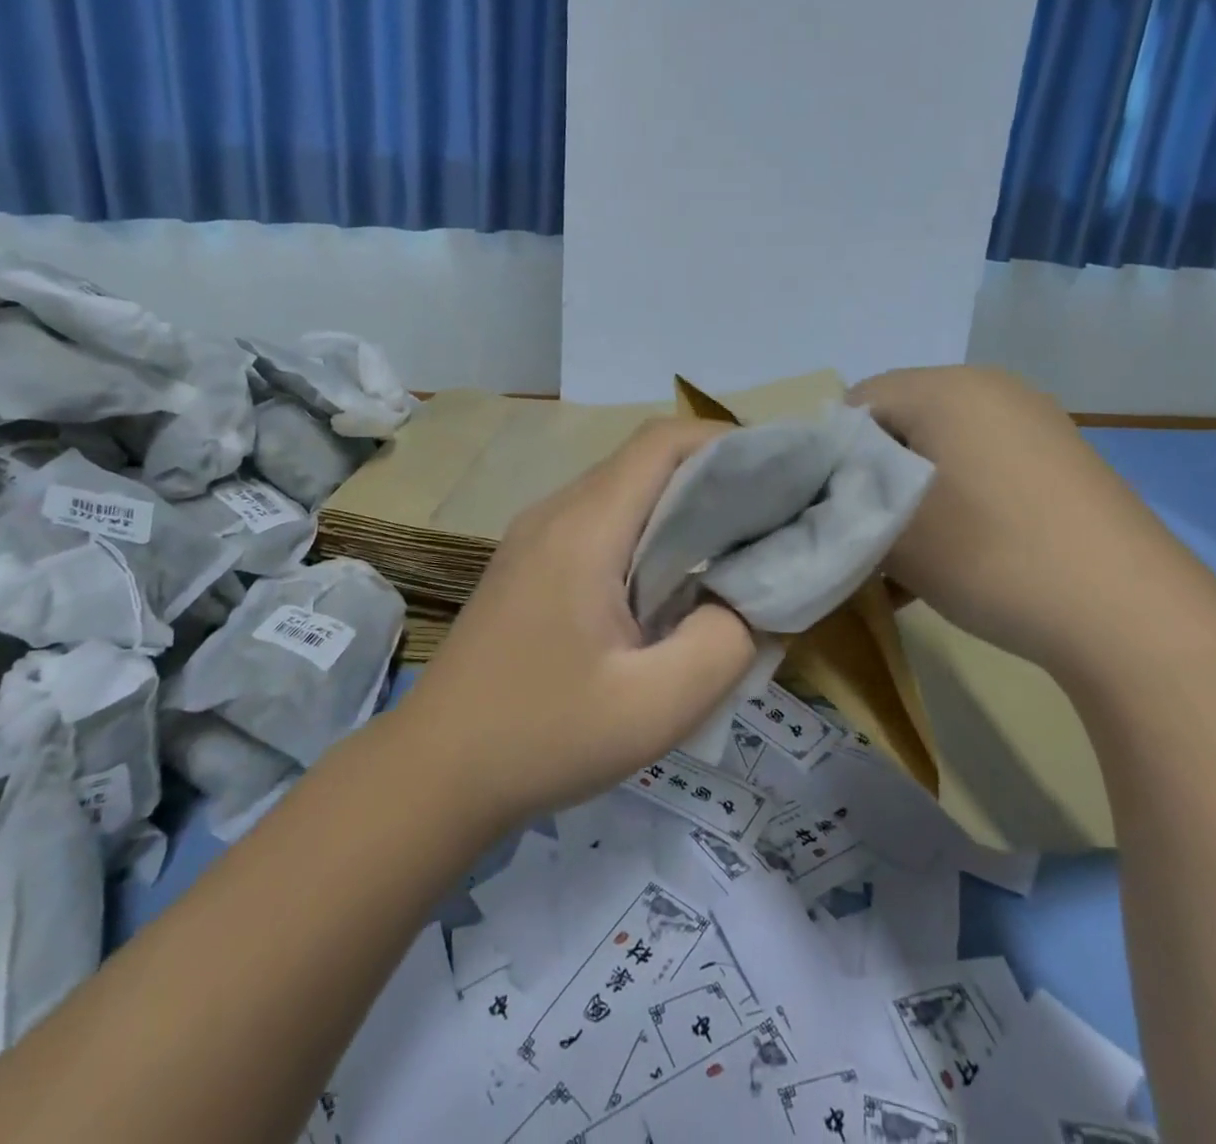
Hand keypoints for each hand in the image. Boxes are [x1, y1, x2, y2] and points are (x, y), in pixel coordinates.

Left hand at [401, 418, 758, 824]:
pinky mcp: (530, 564)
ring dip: (681, 506)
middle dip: (715, 474)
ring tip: (734, 546)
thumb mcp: (655, 708)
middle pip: (645, 462)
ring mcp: (536, 536)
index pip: (662, 443)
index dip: (727, 442)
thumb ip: (725, 643)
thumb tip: (750, 598)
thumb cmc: (543, 737)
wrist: (435, 772)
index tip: (780, 474)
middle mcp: (556, 513)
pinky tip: (672, 583)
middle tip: (772, 515)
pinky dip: (649, 532)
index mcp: (584, 528)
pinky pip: (601, 523)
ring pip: (623, 491)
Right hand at [849, 366, 1215, 680]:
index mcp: (946, 387)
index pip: (856, 404)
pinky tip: (950, 561)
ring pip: (940, 452)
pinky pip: (983, 470)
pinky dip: (954, 505)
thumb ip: (841, 500)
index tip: (828, 512)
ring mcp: (1034, 423)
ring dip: (911, 499)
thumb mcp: (891, 531)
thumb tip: (831, 491)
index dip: (829, 457)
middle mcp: (991, 389)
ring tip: (905, 561)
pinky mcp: (1061, 461)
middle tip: (863, 536)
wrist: (1131, 615)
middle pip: (899, 425)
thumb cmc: (991, 555)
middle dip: (871, 479)